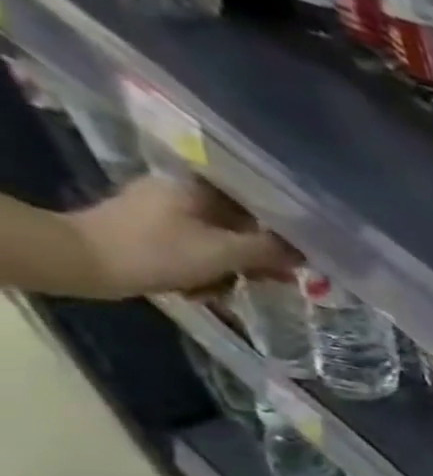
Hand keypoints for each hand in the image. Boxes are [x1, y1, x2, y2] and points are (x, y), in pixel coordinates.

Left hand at [68, 175, 296, 298]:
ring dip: (234, 266)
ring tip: (233, 288)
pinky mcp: (151, 231)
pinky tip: (205, 287)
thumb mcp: (225, 253)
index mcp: (197, 187)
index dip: (283, 229)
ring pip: (220, 240)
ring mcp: (163, 211)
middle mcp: (181, 192)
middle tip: (277, 279)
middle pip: (239, 224)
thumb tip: (306, 252)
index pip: (256, 202)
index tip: (300, 254)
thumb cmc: (159, 251)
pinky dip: (208, 268)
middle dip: (258, 254)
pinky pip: (197, 248)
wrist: (83, 262)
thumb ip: (270, 251)